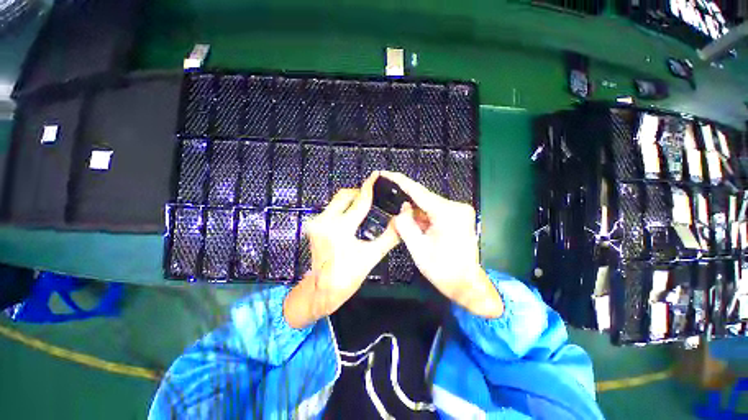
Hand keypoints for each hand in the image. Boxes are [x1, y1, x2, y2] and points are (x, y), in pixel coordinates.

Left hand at [284, 173, 399, 328]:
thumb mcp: (371, 257)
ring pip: (336, 200)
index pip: (359, 202)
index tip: (376, 175)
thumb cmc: (347, 277)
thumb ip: (389, 236)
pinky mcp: (313, 224)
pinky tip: (352, 216)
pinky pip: (331, 209)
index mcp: (340, 230)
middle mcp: (325, 221)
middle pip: (344, 195)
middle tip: (372, 197)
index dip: (369, 187)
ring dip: (351, 200)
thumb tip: (402, 220)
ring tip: (364, 206)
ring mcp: (316, 222)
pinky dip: (343, 208)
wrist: (320, 289)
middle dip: (359, 193)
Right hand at [381, 171, 502, 317]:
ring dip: (416, 214)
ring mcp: (459, 211)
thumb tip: (403, 208)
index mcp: (447, 213)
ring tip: (408, 227)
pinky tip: (419, 229)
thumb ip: (405, 224)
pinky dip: (424, 218)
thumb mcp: (417, 248)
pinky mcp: (459, 216)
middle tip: (392, 209)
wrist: (465, 284)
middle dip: (408, 205)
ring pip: (429, 206)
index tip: (386, 173)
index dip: (400, 181)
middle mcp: (456, 207)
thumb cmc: (442, 270)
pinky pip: (435, 212)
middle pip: (424, 199)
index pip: (418, 192)